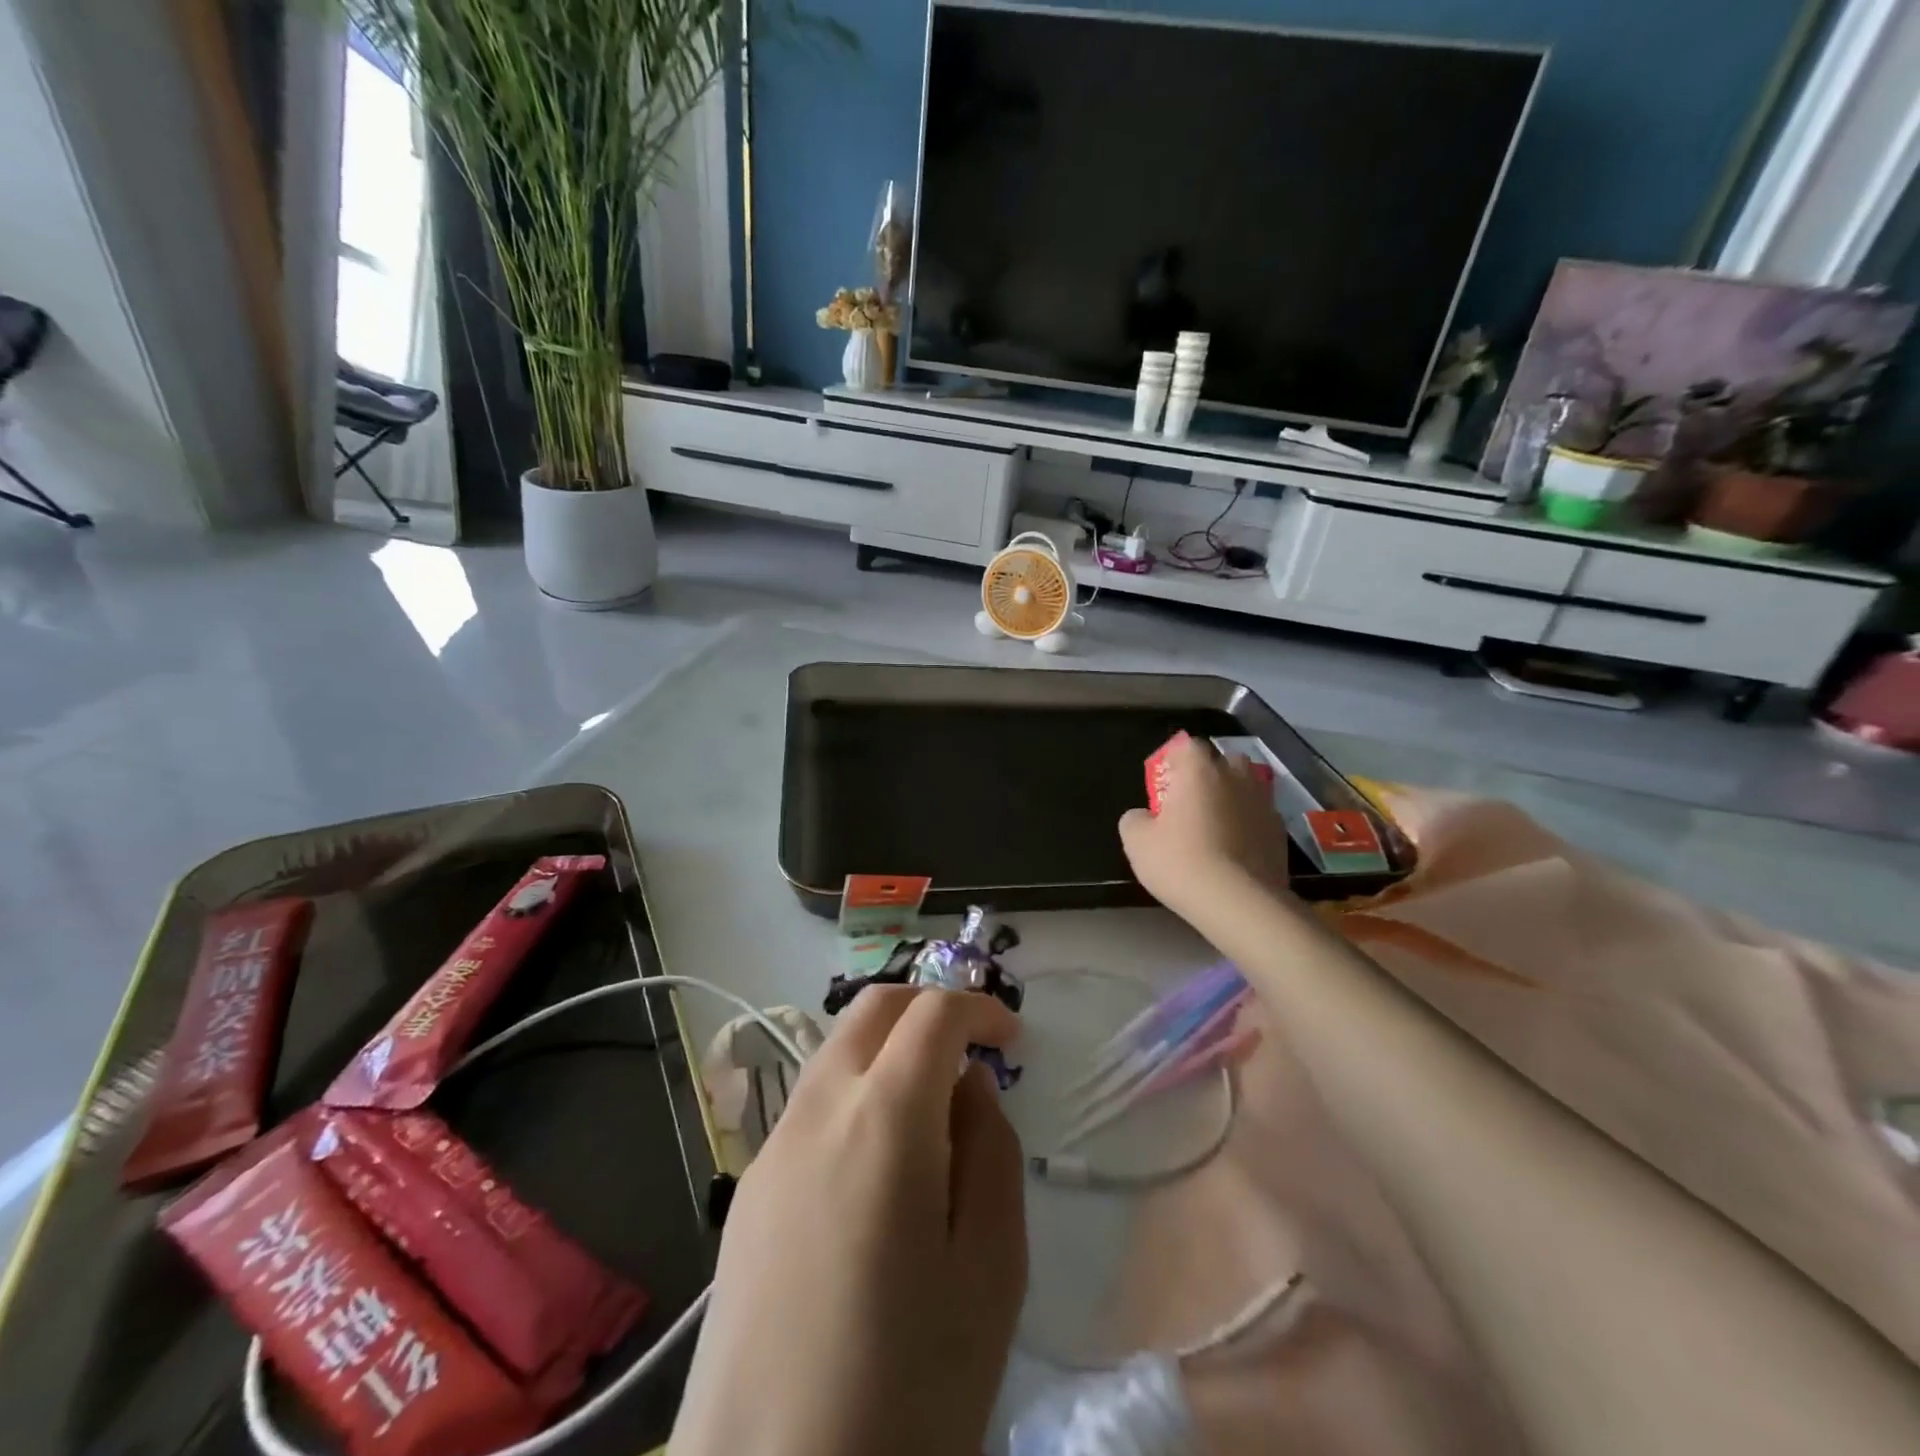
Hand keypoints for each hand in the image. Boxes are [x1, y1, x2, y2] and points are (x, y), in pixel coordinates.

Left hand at [670, 987, 1026, 1455]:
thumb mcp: (991, 1271)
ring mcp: (773, 1147)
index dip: (978, 1007)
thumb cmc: (907, 1390)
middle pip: (872, 1009)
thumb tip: (969, 1086)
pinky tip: (876, 1169)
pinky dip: (855, 1093)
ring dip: (888, 1049)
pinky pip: (810, 1105)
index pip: (932, 1013)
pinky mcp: (749, 1190)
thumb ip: (992, 1152)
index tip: (1013, 1037)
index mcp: (883, 1118)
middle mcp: (817, 1109)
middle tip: (971, 1049)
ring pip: (836, 1050)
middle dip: (927, 1007)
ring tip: (931, 1112)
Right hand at [1120, 732, 1293, 925]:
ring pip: (1247, 787)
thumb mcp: (1137, 842)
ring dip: (1233, 797)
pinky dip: (1249, 825)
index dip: (1175, 761)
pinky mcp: (1280, 831)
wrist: (1238, 901)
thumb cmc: (1181, 862)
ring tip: (1218, 825)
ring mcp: (1263, 802)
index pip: (1188, 745)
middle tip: (1192, 802)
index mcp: (1199, 770)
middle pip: (1224, 761)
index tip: (1165, 784)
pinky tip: (1236, 850)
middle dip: (1210, 774)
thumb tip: (1143, 816)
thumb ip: (1135, 819)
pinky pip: (1259, 816)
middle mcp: (1235, 777)